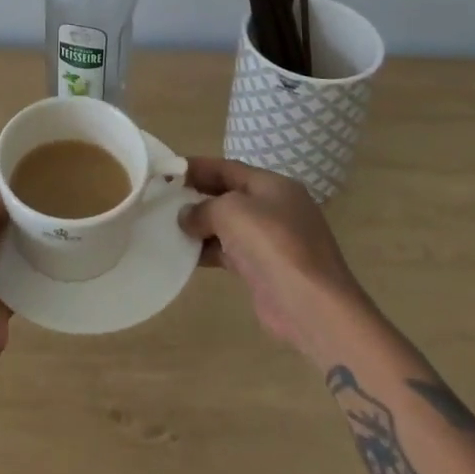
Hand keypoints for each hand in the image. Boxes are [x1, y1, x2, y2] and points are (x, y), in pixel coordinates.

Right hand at [180, 157, 369, 360]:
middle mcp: (275, 208)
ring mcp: (273, 240)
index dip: (197, 167)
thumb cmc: (272, 244)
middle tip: (163, 199)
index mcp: (273, 185)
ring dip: (201, 226)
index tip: (167, 171)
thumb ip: (203, 208)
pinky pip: (231, 252)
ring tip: (168, 227)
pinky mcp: (266, 269)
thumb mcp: (231, 211)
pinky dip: (210, 251)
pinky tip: (185, 256)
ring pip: (229, 225)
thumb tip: (186, 216)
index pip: (228, 168)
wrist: (311, 305)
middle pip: (228, 195)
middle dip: (197, 197)